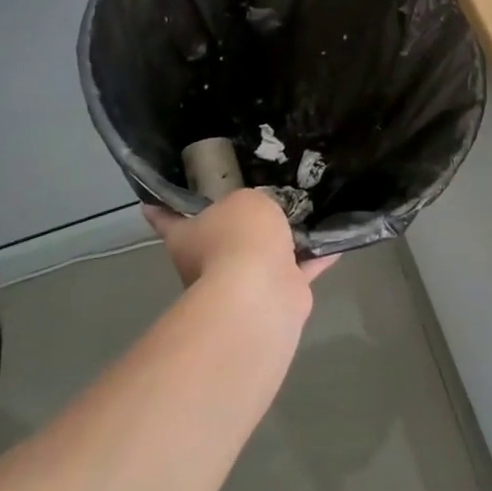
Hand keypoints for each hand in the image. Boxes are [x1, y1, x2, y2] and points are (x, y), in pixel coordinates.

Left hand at [142, 189, 336, 296]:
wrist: (261, 293)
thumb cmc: (238, 237)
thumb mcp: (243, 201)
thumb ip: (250, 201)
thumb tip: (258, 212)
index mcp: (186, 237)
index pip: (167, 218)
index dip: (163, 206)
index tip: (157, 196)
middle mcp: (208, 263)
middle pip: (220, 237)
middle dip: (238, 223)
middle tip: (262, 194)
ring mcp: (243, 284)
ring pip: (262, 256)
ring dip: (281, 241)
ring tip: (305, 211)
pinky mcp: (277, 296)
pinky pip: (299, 269)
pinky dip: (315, 257)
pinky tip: (335, 238)